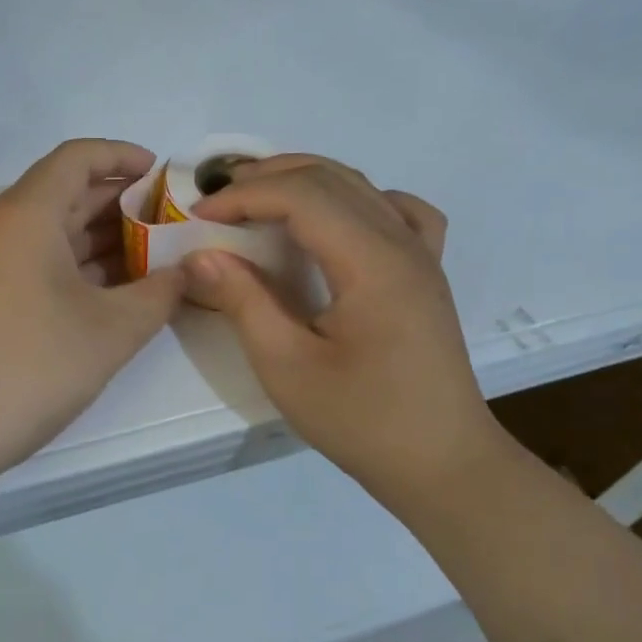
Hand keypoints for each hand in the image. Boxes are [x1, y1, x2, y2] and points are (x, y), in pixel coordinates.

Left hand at [0, 140, 185, 486]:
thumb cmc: (29, 367)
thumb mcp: (111, 331)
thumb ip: (159, 294)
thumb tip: (187, 273)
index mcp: (26, 215)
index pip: (77, 158)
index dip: (122, 157)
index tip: (163, 175)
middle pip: (65, 192)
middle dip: (121, 203)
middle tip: (171, 223)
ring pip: (50, 231)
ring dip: (100, 239)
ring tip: (153, 257)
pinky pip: (34, 261)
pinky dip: (74, 266)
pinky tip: (111, 292)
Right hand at [183, 155, 504, 496]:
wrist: (443, 464)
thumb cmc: (363, 421)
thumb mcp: (286, 367)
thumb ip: (243, 301)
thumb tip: (201, 255)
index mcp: (372, 262)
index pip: (302, 196)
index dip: (244, 195)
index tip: (199, 215)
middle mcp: (402, 243)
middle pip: (331, 178)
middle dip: (267, 177)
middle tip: (217, 198)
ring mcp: (422, 254)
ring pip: (361, 186)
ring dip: (304, 180)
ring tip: (258, 197)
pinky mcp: (427, 273)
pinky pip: (399, 211)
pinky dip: (359, 198)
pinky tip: (338, 220)